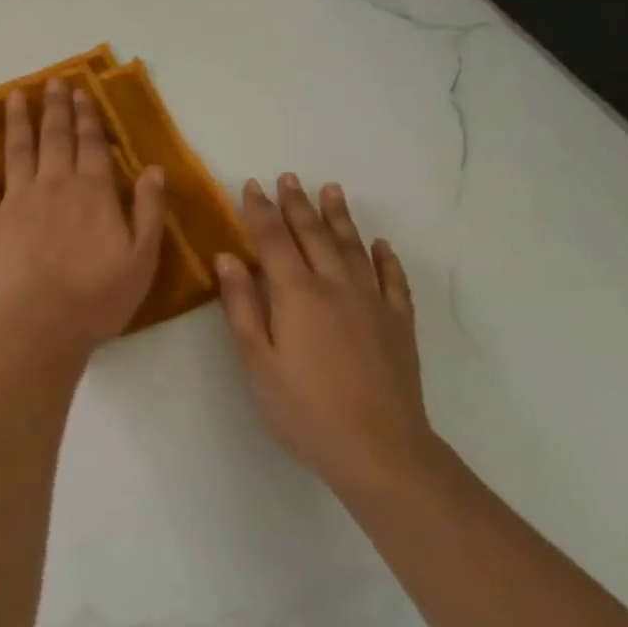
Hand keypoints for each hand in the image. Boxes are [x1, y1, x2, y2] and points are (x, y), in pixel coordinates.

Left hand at [0, 80, 166, 351]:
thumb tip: (154, 169)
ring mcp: (16, 200)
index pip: (91, 145)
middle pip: (54, 137)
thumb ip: (148, 210)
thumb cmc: (98, 296)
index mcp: (93, 192)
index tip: (81, 92)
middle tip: (53, 83)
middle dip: (55, 107)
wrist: (41, 324)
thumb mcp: (142, 257)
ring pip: (17, 151)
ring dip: (17, 121)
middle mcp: (54, 185)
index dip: (87, 117)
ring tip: (15, 97)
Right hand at [216, 175, 437, 496]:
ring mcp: (372, 302)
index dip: (260, 211)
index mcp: (297, 294)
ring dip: (339, 217)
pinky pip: (393, 280)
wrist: (379, 448)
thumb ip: (242, 306)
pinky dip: (384, 258)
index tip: (251, 186)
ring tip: (331, 190)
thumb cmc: (304, 409)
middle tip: (289, 177)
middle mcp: (336, 286)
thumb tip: (228, 258)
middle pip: (313, 235)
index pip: (273, 240)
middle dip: (297, 205)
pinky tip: (380, 245)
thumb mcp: (257, 361)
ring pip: (353, 248)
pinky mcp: (399, 323)